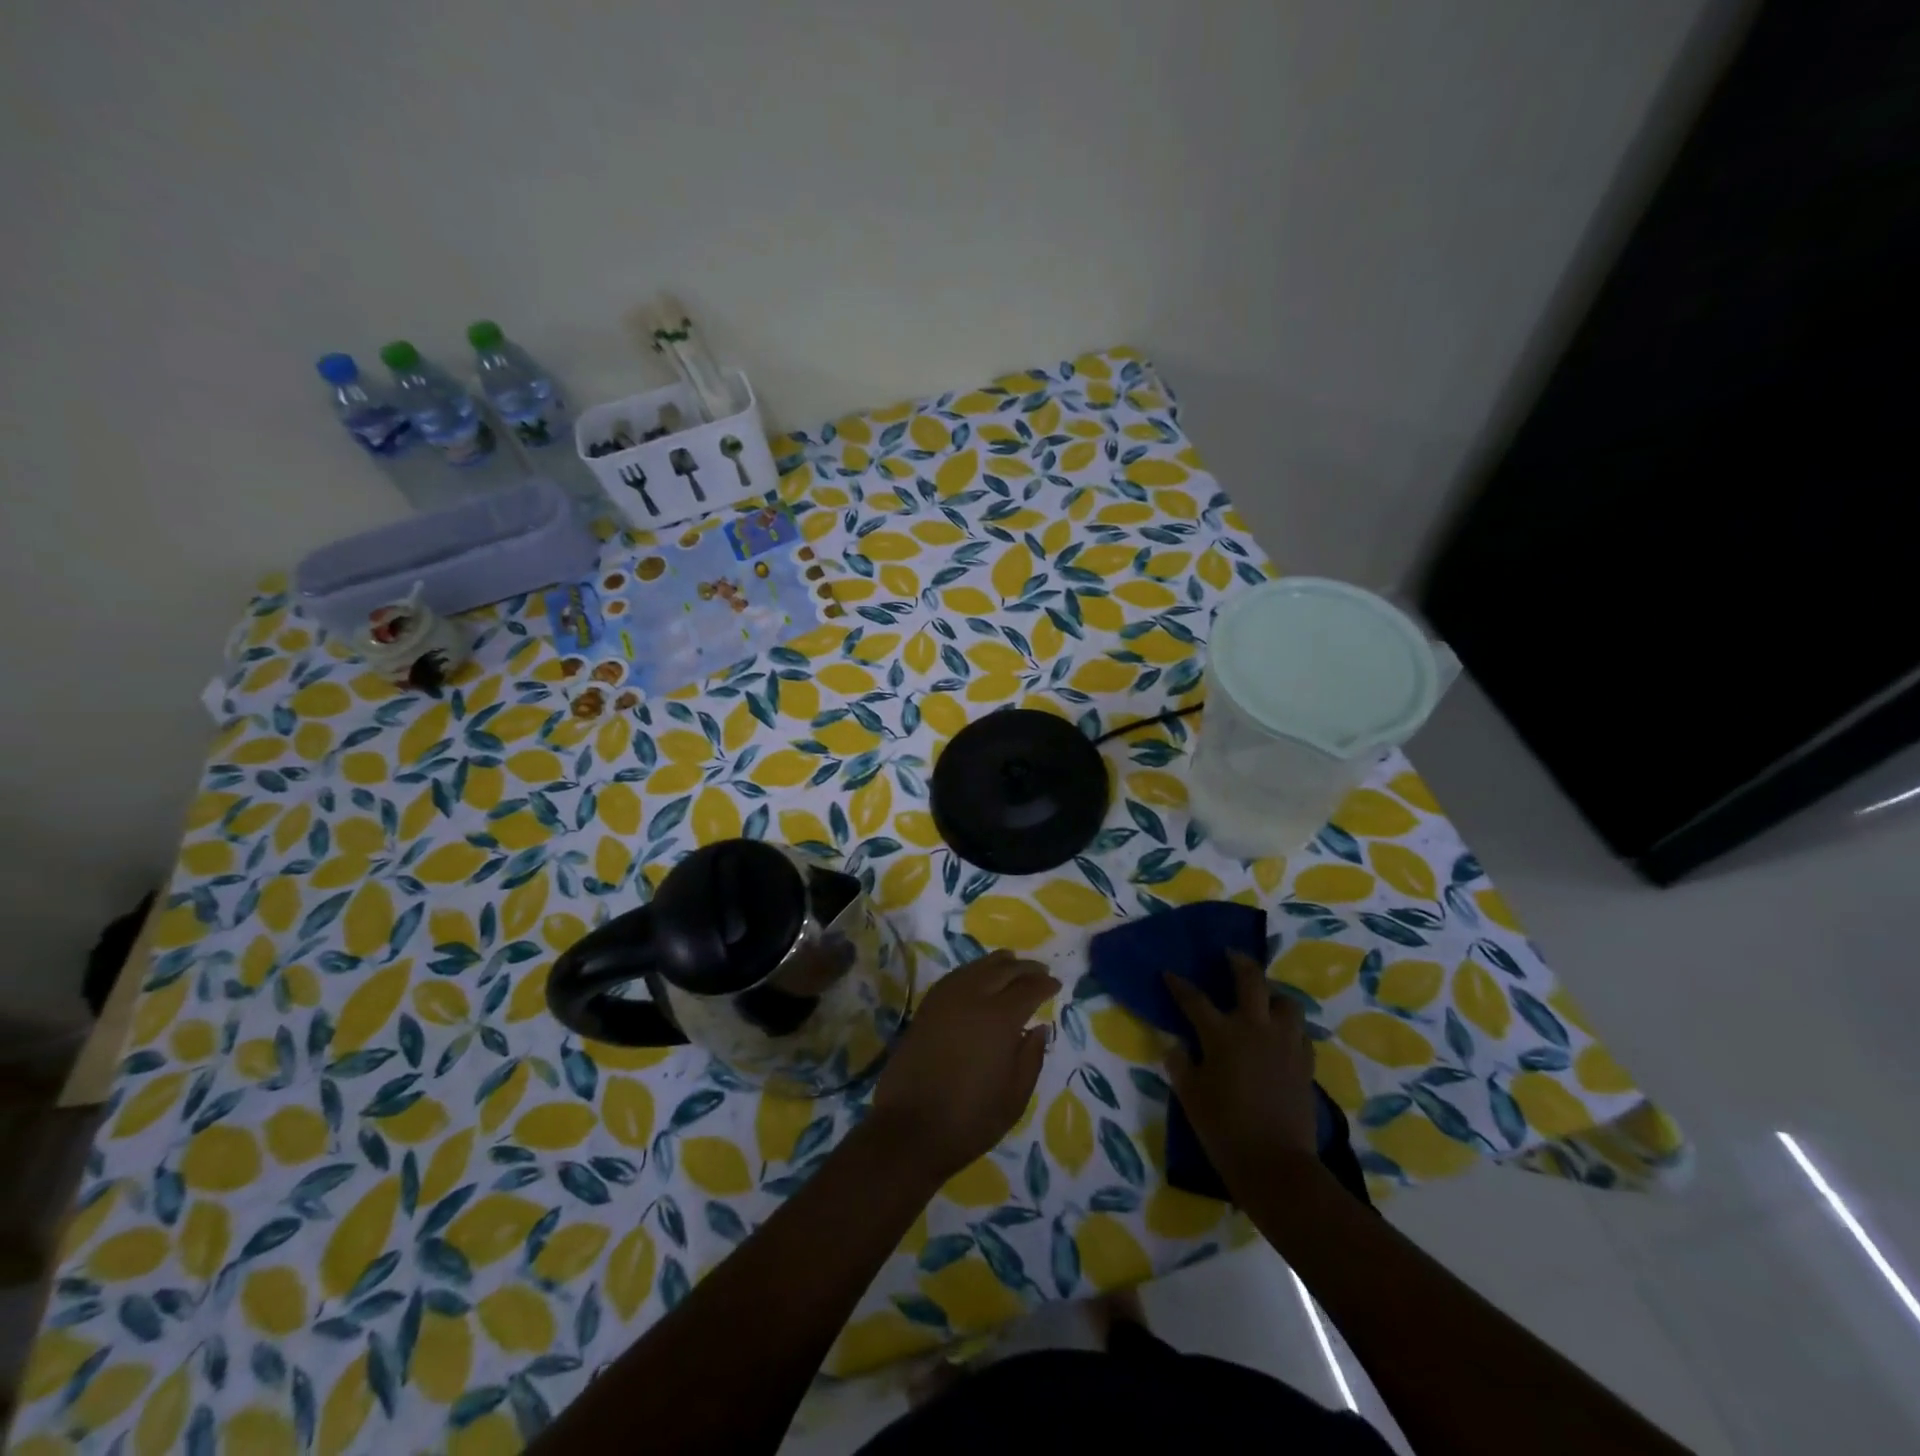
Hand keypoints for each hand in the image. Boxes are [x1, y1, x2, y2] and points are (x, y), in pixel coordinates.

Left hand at [870, 949, 1057, 1183]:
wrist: (909, 1129)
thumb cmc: (970, 1119)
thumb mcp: (1014, 1097)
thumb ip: (1031, 1058)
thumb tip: (1039, 1028)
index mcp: (1000, 1019)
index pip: (1028, 989)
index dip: (1045, 985)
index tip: (1056, 985)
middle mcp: (972, 998)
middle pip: (1003, 970)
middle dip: (1025, 968)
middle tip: (1040, 971)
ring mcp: (945, 999)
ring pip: (976, 967)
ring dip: (998, 964)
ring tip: (1012, 964)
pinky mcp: (926, 1008)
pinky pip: (955, 977)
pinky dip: (973, 971)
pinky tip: (978, 977)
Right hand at [1164, 952, 1319, 1189]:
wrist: (1276, 1166)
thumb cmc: (1224, 1129)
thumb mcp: (1190, 1096)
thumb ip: (1181, 1065)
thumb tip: (1177, 1046)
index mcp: (1222, 1034)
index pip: (1194, 999)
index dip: (1179, 985)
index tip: (1169, 973)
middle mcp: (1256, 1029)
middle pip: (1251, 980)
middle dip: (1239, 962)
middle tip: (1231, 955)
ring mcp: (1285, 1044)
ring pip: (1286, 1002)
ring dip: (1273, 995)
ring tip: (1263, 1000)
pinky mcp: (1305, 1064)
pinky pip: (1299, 1032)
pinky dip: (1288, 1027)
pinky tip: (1280, 1036)